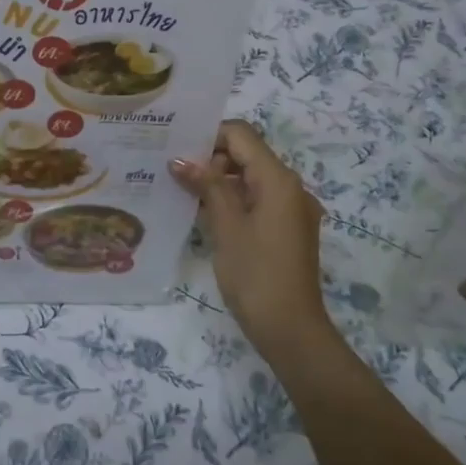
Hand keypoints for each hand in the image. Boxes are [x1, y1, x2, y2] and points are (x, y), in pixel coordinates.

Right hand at [170, 121, 331, 359]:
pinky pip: (258, 199)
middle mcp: (291, 187)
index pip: (241, 135)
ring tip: (183, 191)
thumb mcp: (226, 226)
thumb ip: (206, 186)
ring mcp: (292, 209)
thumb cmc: (256, 274)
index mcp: (279, 179)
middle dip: (211, 158)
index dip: (209, 136)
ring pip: (251, 178)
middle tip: (174, 171)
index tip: (177, 149)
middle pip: (247, 154)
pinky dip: (233, 199)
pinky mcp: (287, 229)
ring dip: (220, 180)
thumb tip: (180, 159)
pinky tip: (205, 213)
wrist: (291, 329)